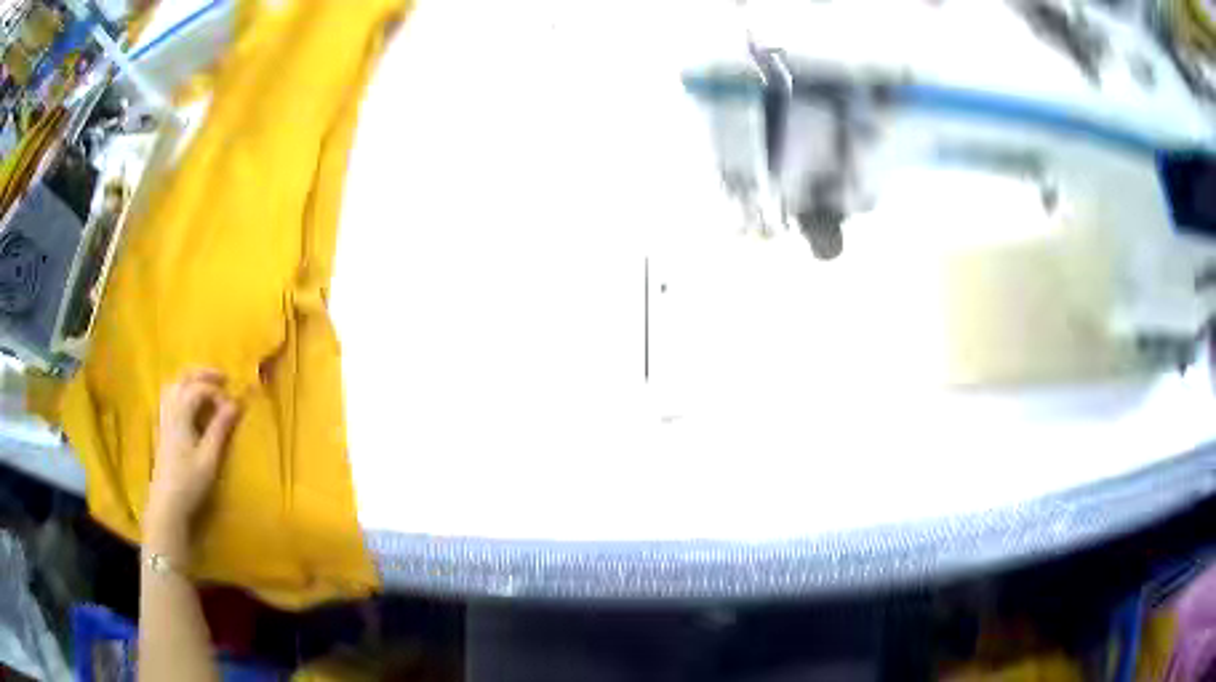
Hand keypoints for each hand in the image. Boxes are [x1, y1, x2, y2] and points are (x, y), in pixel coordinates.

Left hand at [145, 369, 238, 557]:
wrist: (167, 503)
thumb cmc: (189, 481)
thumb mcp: (209, 457)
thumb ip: (220, 428)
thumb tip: (235, 404)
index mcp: (180, 413)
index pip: (199, 388)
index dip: (218, 392)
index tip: (233, 405)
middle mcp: (169, 408)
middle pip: (184, 378)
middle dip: (203, 374)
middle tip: (223, 378)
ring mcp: (163, 417)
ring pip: (174, 385)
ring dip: (191, 381)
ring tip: (207, 388)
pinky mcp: (162, 427)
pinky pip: (170, 397)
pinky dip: (182, 392)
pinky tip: (191, 405)